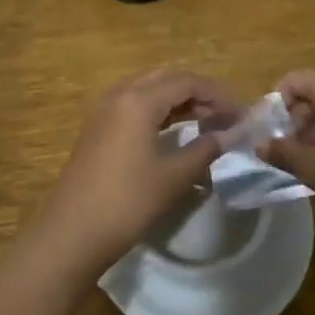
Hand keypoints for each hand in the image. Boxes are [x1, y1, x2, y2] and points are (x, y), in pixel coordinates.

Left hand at [31, 69, 242, 280]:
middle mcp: (119, 95)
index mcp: (138, 100)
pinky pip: (135, 106)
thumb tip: (233, 134)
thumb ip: (206, 149)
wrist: (72, 234)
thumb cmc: (127, 202)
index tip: (242, 114)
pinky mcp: (99, 129)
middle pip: (167, 79)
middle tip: (226, 115)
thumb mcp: (173, 176)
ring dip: (180, 101)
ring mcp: (104, 112)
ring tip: (208, 122)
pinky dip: (160, 112)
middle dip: (199, 93)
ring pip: (149, 91)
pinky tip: (176, 131)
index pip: (186, 82)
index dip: (218, 94)